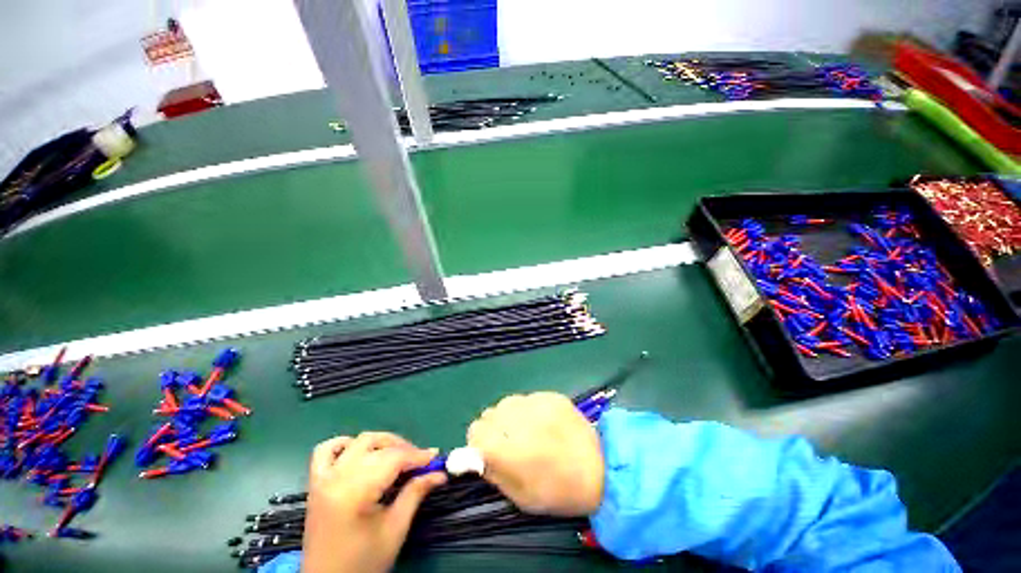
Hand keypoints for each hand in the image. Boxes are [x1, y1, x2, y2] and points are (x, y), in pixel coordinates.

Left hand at [302, 432, 445, 572]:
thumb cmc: (363, 563)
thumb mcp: (395, 530)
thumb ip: (415, 494)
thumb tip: (439, 472)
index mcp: (354, 493)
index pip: (392, 459)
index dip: (417, 456)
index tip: (436, 458)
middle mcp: (336, 479)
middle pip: (376, 446)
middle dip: (403, 448)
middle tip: (420, 462)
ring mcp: (322, 479)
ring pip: (357, 442)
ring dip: (380, 443)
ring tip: (396, 456)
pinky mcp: (315, 484)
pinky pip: (326, 451)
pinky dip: (345, 445)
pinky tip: (360, 453)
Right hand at [467, 392, 603, 515]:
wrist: (601, 471)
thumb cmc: (558, 492)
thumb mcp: (519, 497)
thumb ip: (493, 471)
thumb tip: (478, 453)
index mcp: (510, 451)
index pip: (476, 431)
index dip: (479, 442)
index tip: (489, 450)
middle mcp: (520, 421)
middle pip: (489, 413)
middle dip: (494, 428)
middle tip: (510, 441)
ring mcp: (538, 404)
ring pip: (507, 402)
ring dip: (510, 416)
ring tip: (526, 429)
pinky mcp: (552, 396)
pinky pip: (528, 398)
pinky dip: (529, 409)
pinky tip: (544, 422)